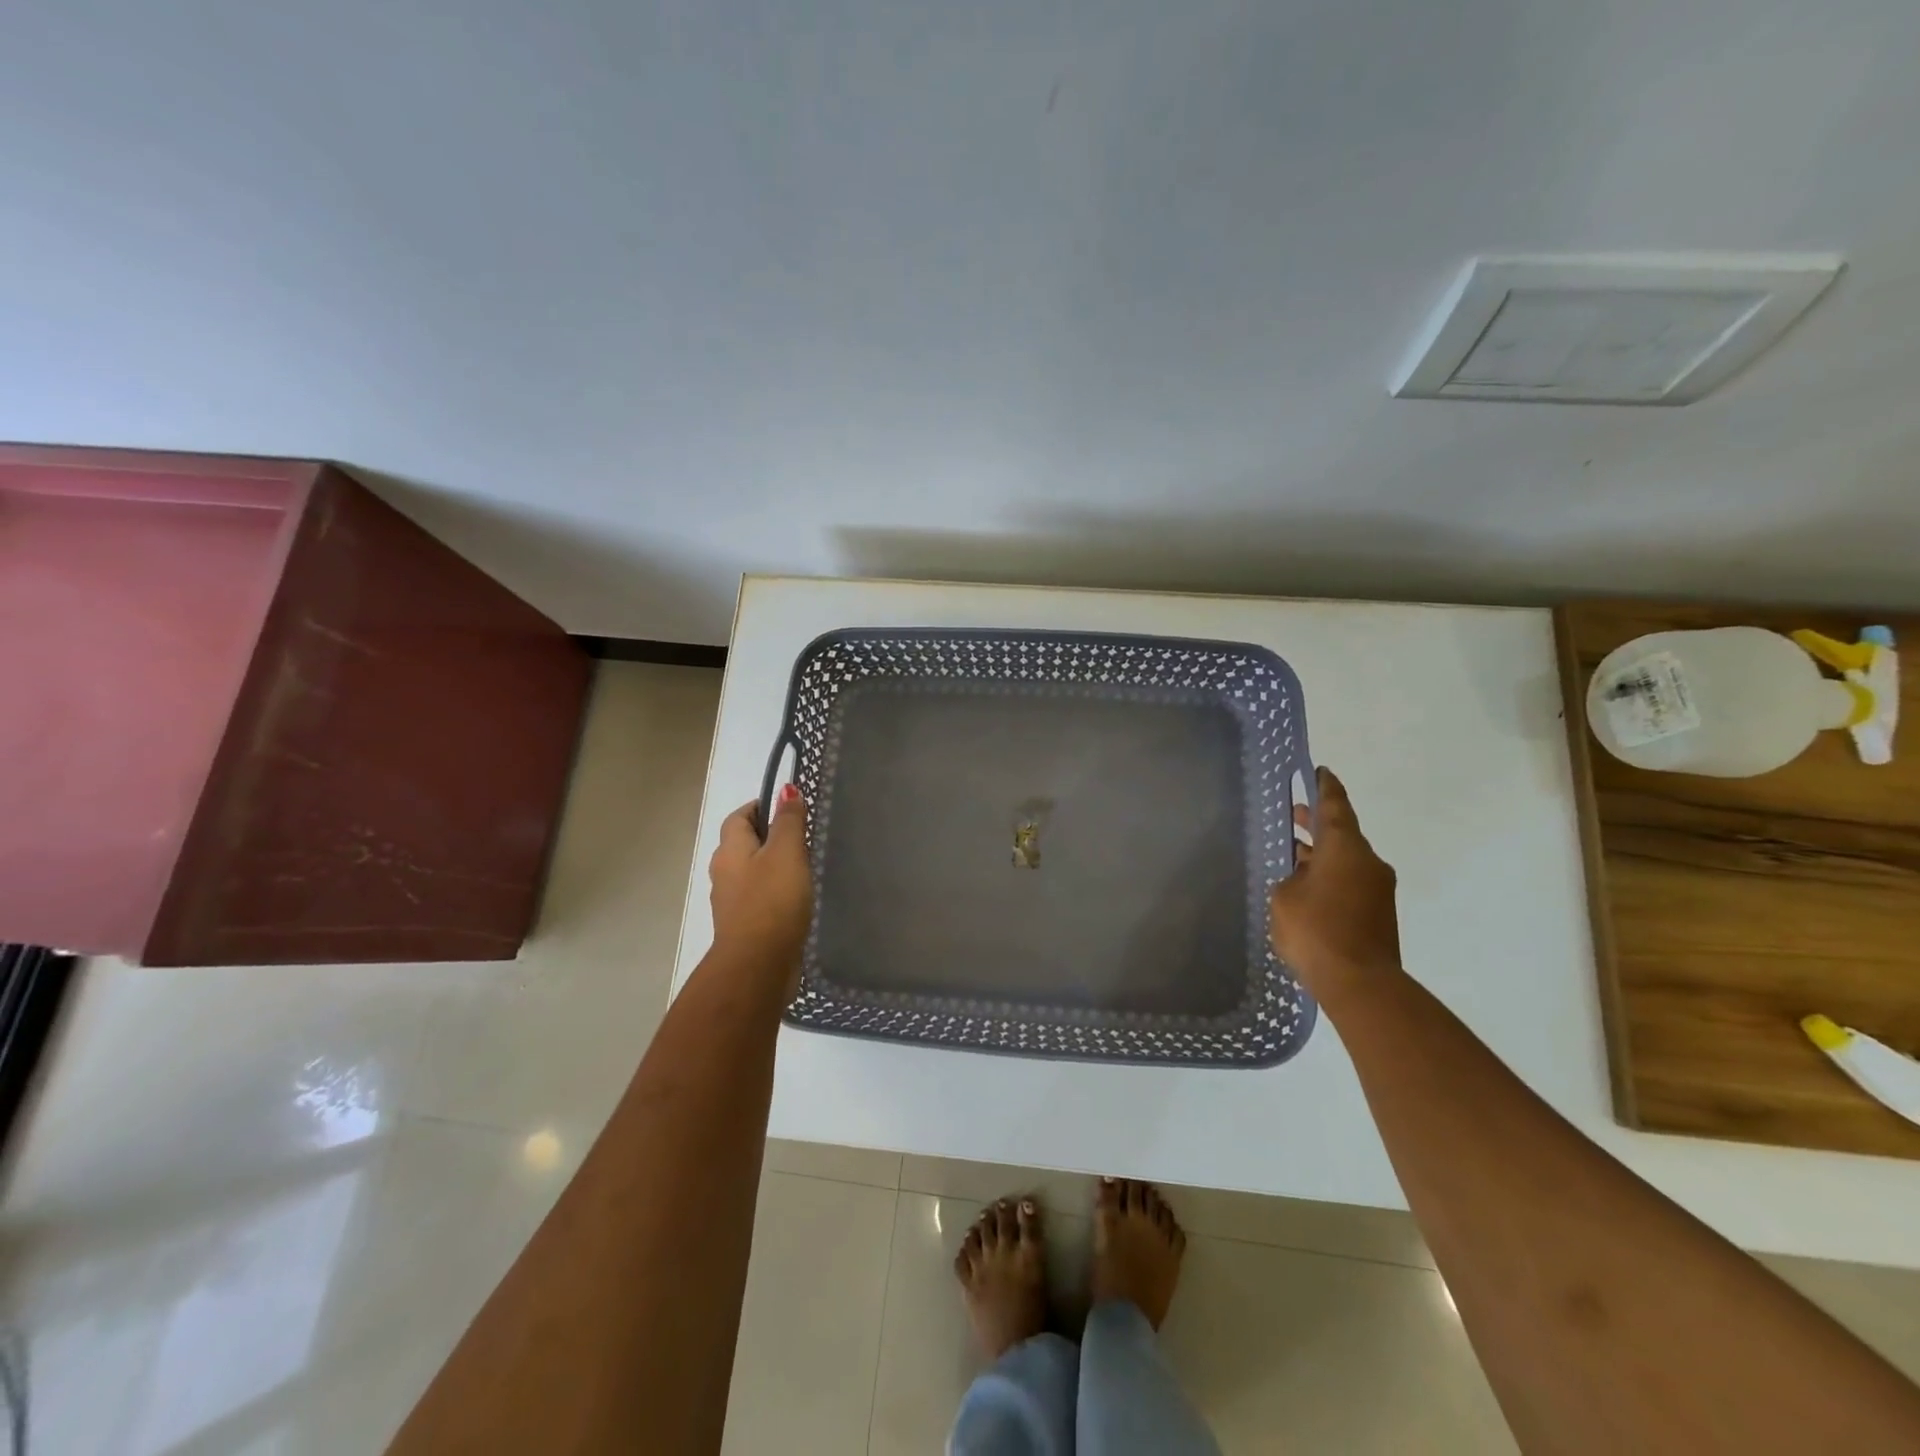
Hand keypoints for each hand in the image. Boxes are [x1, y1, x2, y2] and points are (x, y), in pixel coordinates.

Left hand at [709, 786, 813, 992]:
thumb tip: (786, 789)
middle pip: (742, 844)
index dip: (760, 807)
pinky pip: (757, 899)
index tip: (788, 808)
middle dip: (767, 837)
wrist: (757, 966)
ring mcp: (731, 903)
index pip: (738, 817)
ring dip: (770, 867)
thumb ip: (788, 821)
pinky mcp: (744, 927)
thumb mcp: (786, 853)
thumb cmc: (772, 901)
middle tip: (801, 836)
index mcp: (730, 850)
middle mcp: (724, 873)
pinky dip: (773, 894)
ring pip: (750, 873)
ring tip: (803, 868)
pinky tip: (795, 900)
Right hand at [1270, 767, 1401, 1004]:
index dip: (1325, 787)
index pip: (1335, 807)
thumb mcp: (1284, 898)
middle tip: (1294, 814)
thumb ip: (1291, 879)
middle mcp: (1367, 862)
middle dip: (1318, 823)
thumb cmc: (1315, 930)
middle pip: (1342, 833)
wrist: (1360, 983)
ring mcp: (1377, 889)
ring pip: (1346, 860)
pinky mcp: (1379, 914)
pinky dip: (1330, 877)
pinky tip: (1306, 888)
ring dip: (1322, 854)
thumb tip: (1303, 880)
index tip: (1320, 771)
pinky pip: (1350, 883)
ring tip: (1294, 854)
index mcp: (1345, 848)